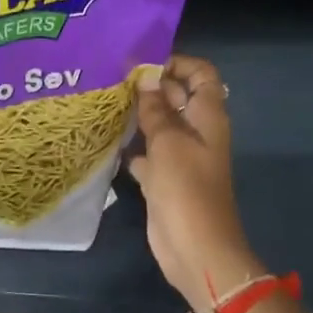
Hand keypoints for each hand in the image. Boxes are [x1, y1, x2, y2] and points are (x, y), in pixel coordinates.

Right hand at [128, 54, 258, 312]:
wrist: (196, 249)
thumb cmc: (186, 189)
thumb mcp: (168, 142)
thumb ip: (156, 109)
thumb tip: (146, 79)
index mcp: (207, 117)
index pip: (201, 74)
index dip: (177, 63)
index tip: (143, 63)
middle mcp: (196, 132)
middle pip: (177, 96)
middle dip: (150, 86)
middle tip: (112, 77)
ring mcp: (181, 157)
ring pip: (160, 125)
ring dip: (138, 115)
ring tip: (105, 102)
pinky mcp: (165, 179)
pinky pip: (148, 153)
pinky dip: (132, 147)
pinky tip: (107, 140)